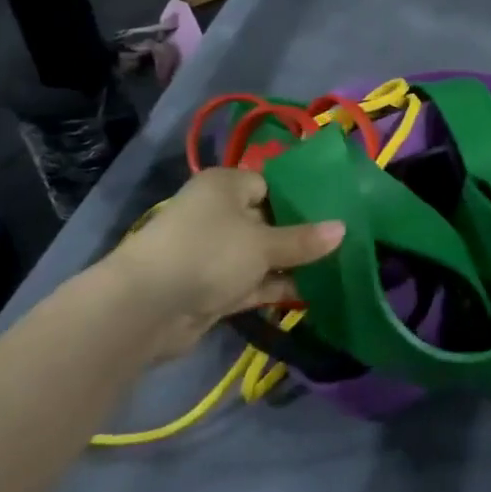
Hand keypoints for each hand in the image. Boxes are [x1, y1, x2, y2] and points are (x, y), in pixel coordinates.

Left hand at [92, 168, 343, 362]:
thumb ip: (304, 239)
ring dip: (290, 263)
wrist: (147, 308)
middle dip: (300, 233)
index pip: (269, 183)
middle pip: (267, 219)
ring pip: (260, 253)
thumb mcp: (263, 243)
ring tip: (335, 267)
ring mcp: (213, 252)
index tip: (335, 209)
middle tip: (342, 240)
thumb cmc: (209, 253)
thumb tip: (343, 229)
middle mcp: (217, 213)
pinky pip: (251, 281)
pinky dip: (275, 286)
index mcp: (225, 185)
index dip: (301, 196)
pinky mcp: (211, 287)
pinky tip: (311, 292)